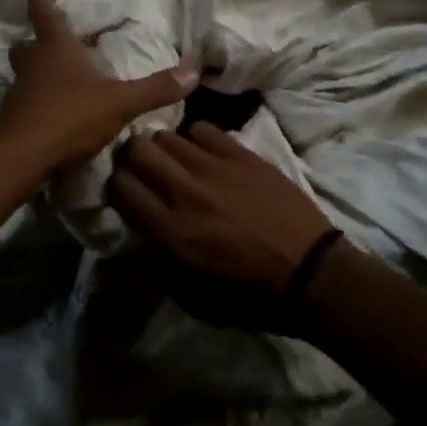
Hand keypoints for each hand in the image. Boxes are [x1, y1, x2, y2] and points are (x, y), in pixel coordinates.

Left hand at [0, 0, 198, 173]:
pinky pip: (27, 98)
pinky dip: (39, 98)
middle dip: (37, 39)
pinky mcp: (15, 117)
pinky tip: (55, 109)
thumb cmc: (70, 117)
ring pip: (25, 71)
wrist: (22, 158)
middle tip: (52, 38)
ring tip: (59, 73)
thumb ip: (156, 88)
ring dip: (38, 69)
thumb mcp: (119, 103)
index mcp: (55, 48)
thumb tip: (194, 70)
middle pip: (28, 43)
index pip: (44, 11)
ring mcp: (20, 91)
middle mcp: (33, 63)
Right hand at [112, 125, 333, 305]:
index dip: (116, 185)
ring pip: (167, 135)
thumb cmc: (249, 295)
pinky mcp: (241, 155)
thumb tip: (135, 234)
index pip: (120, 187)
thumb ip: (155, 262)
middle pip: (137, 150)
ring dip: (164, 148)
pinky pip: (203, 129)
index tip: (124, 191)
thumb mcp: (191, 296)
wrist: (310, 275)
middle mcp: (185, 192)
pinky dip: (196, 139)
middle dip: (133, 158)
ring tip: (175, 161)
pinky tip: (205, 154)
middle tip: (145, 169)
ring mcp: (214, 168)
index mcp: (170, 231)